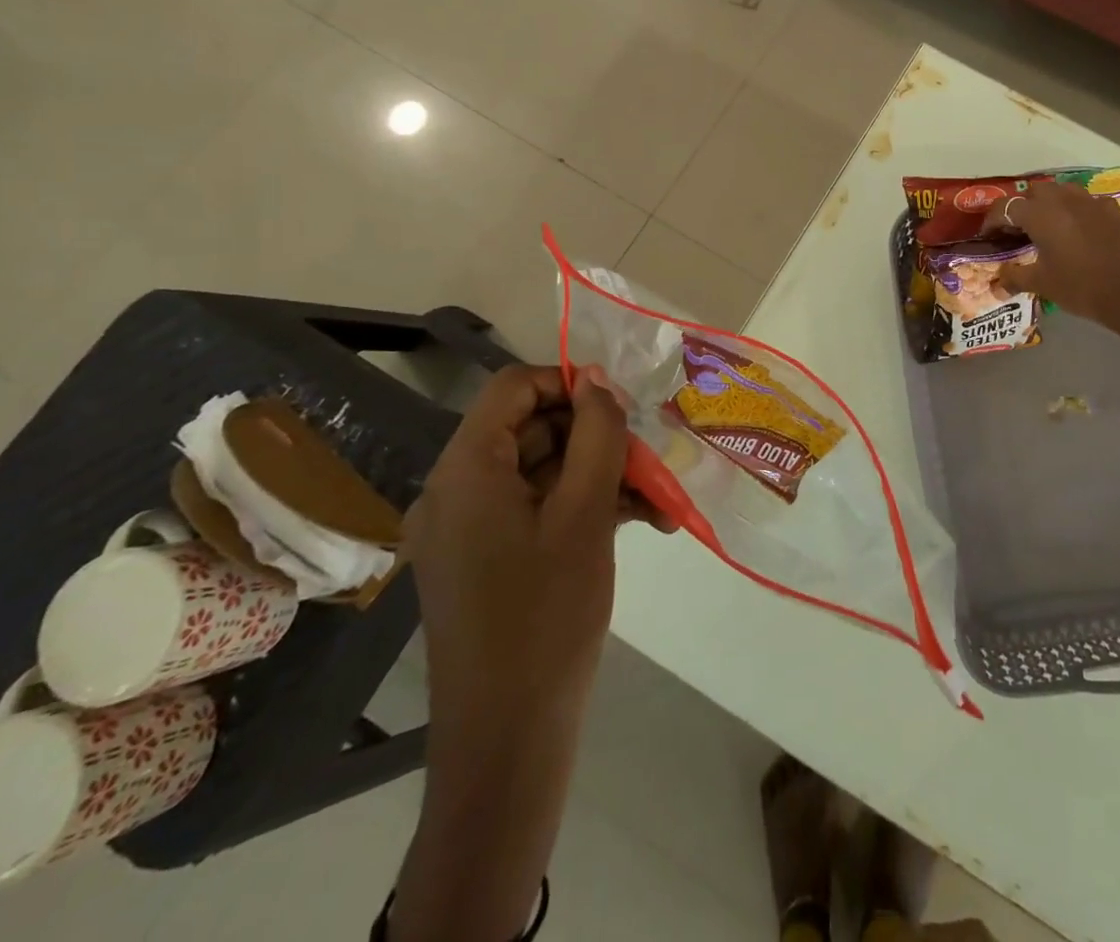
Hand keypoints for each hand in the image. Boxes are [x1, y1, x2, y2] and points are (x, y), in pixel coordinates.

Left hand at [403, 364, 633, 731]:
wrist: (508, 741)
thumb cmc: (546, 615)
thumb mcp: (584, 514)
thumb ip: (596, 434)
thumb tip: (597, 378)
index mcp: (466, 470)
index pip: (513, 388)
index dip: (570, 383)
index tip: (624, 406)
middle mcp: (457, 491)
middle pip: (533, 430)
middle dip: (599, 437)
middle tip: (654, 457)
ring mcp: (471, 529)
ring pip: (544, 472)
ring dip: (603, 476)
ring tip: (662, 500)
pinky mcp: (488, 559)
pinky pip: (539, 510)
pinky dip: (586, 509)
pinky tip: (645, 522)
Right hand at [985, 180, 1119, 341]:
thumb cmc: (1080, 287)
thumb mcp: (1042, 284)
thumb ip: (1014, 277)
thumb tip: (996, 283)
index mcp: (1041, 215)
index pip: (1006, 207)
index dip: (992, 220)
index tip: (988, 235)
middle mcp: (1063, 200)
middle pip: (1034, 192)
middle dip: (1023, 207)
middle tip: (1018, 230)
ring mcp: (1091, 202)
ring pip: (1062, 191)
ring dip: (1050, 203)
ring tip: (1047, 225)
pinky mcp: (1112, 210)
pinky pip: (1087, 201)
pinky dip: (1077, 210)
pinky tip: (1078, 228)